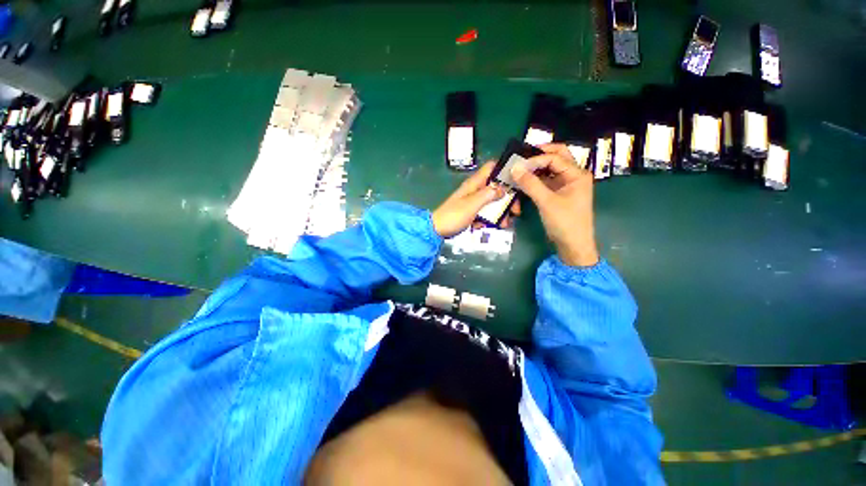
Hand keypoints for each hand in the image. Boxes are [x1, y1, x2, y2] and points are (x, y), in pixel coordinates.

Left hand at [432, 162, 513, 237]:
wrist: (437, 230)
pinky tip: (488, 227)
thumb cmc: (454, 215)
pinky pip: (485, 212)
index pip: (492, 167)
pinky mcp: (472, 212)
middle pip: (497, 187)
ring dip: (500, 212)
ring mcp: (473, 201)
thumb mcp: (473, 204)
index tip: (518, 180)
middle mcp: (476, 189)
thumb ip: (489, 194)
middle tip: (515, 211)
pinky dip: (489, 219)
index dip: (505, 169)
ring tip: (504, 224)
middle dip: (508, 198)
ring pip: (493, 202)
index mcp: (475, 183)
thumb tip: (504, 188)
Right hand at [510, 143, 599, 266]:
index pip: (555, 157)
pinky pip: (546, 181)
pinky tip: (523, 180)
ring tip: (519, 168)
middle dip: (538, 156)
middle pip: (556, 157)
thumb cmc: (565, 222)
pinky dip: (535, 179)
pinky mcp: (558, 194)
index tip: (518, 165)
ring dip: (535, 168)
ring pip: (550, 169)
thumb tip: (514, 168)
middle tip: (520, 157)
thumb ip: (530, 184)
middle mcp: (573, 175)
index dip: (536, 159)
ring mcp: (566, 185)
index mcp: (577, 174)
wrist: (572, 245)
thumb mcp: (546, 202)